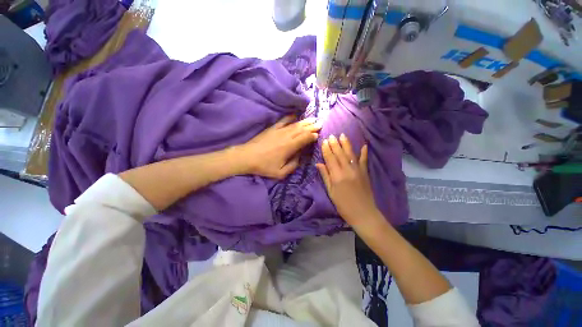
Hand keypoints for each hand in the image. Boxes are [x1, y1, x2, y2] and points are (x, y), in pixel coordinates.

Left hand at [236, 116, 320, 178]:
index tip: (318, 134)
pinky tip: (296, 115)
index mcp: (289, 147)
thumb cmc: (264, 166)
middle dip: (312, 126)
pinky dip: (290, 117)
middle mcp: (286, 136)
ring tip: (313, 118)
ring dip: (305, 121)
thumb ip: (293, 166)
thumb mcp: (280, 173)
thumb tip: (301, 158)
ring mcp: (279, 131)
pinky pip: (283, 120)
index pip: (304, 138)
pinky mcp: (272, 128)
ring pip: (295, 124)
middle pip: (302, 129)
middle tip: (320, 123)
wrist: (247, 157)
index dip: (312, 136)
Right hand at [316, 134, 379, 226]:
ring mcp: (357, 170)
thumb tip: (318, 164)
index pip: (330, 158)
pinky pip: (364, 160)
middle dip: (335, 144)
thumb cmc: (343, 204)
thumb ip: (325, 176)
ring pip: (350, 154)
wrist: (363, 213)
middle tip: (331, 135)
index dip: (326, 149)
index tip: (324, 141)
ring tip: (342, 135)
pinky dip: (364, 152)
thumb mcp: (331, 192)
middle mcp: (347, 169)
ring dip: (346, 144)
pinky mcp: (365, 172)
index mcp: (337, 175)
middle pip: (339, 154)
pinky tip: (364, 145)